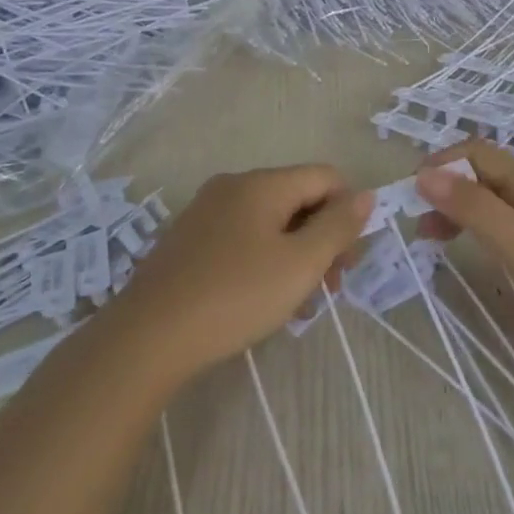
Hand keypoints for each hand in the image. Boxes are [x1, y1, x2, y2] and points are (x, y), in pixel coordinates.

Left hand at [112, 165, 373, 378]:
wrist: (148, 336)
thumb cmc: (235, 296)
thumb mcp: (300, 264)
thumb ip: (338, 226)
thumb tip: (365, 194)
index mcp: (262, 183)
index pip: (325, 177)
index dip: (347, 213)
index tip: (346, 263)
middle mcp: (233, 186)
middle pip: (298, 198)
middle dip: (321, 238)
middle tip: (328, 288)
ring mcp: (206, 211)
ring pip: (270, 222)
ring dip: (294, 255)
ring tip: (296, 304)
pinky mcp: (189, 239)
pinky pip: (242, 237)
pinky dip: (263, 260)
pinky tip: (261, 300)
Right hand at [416, 140, 513, 382]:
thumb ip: (472, 207)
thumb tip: (423, 174)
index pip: (474, 152)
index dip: (440, 164)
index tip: (410, 193)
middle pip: (477, 174)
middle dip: (442, 186)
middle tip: (413, 218)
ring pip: (484, 200)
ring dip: (452, 208)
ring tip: (427, 235)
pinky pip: (495, 225)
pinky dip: (469, 228)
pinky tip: (459, 247)